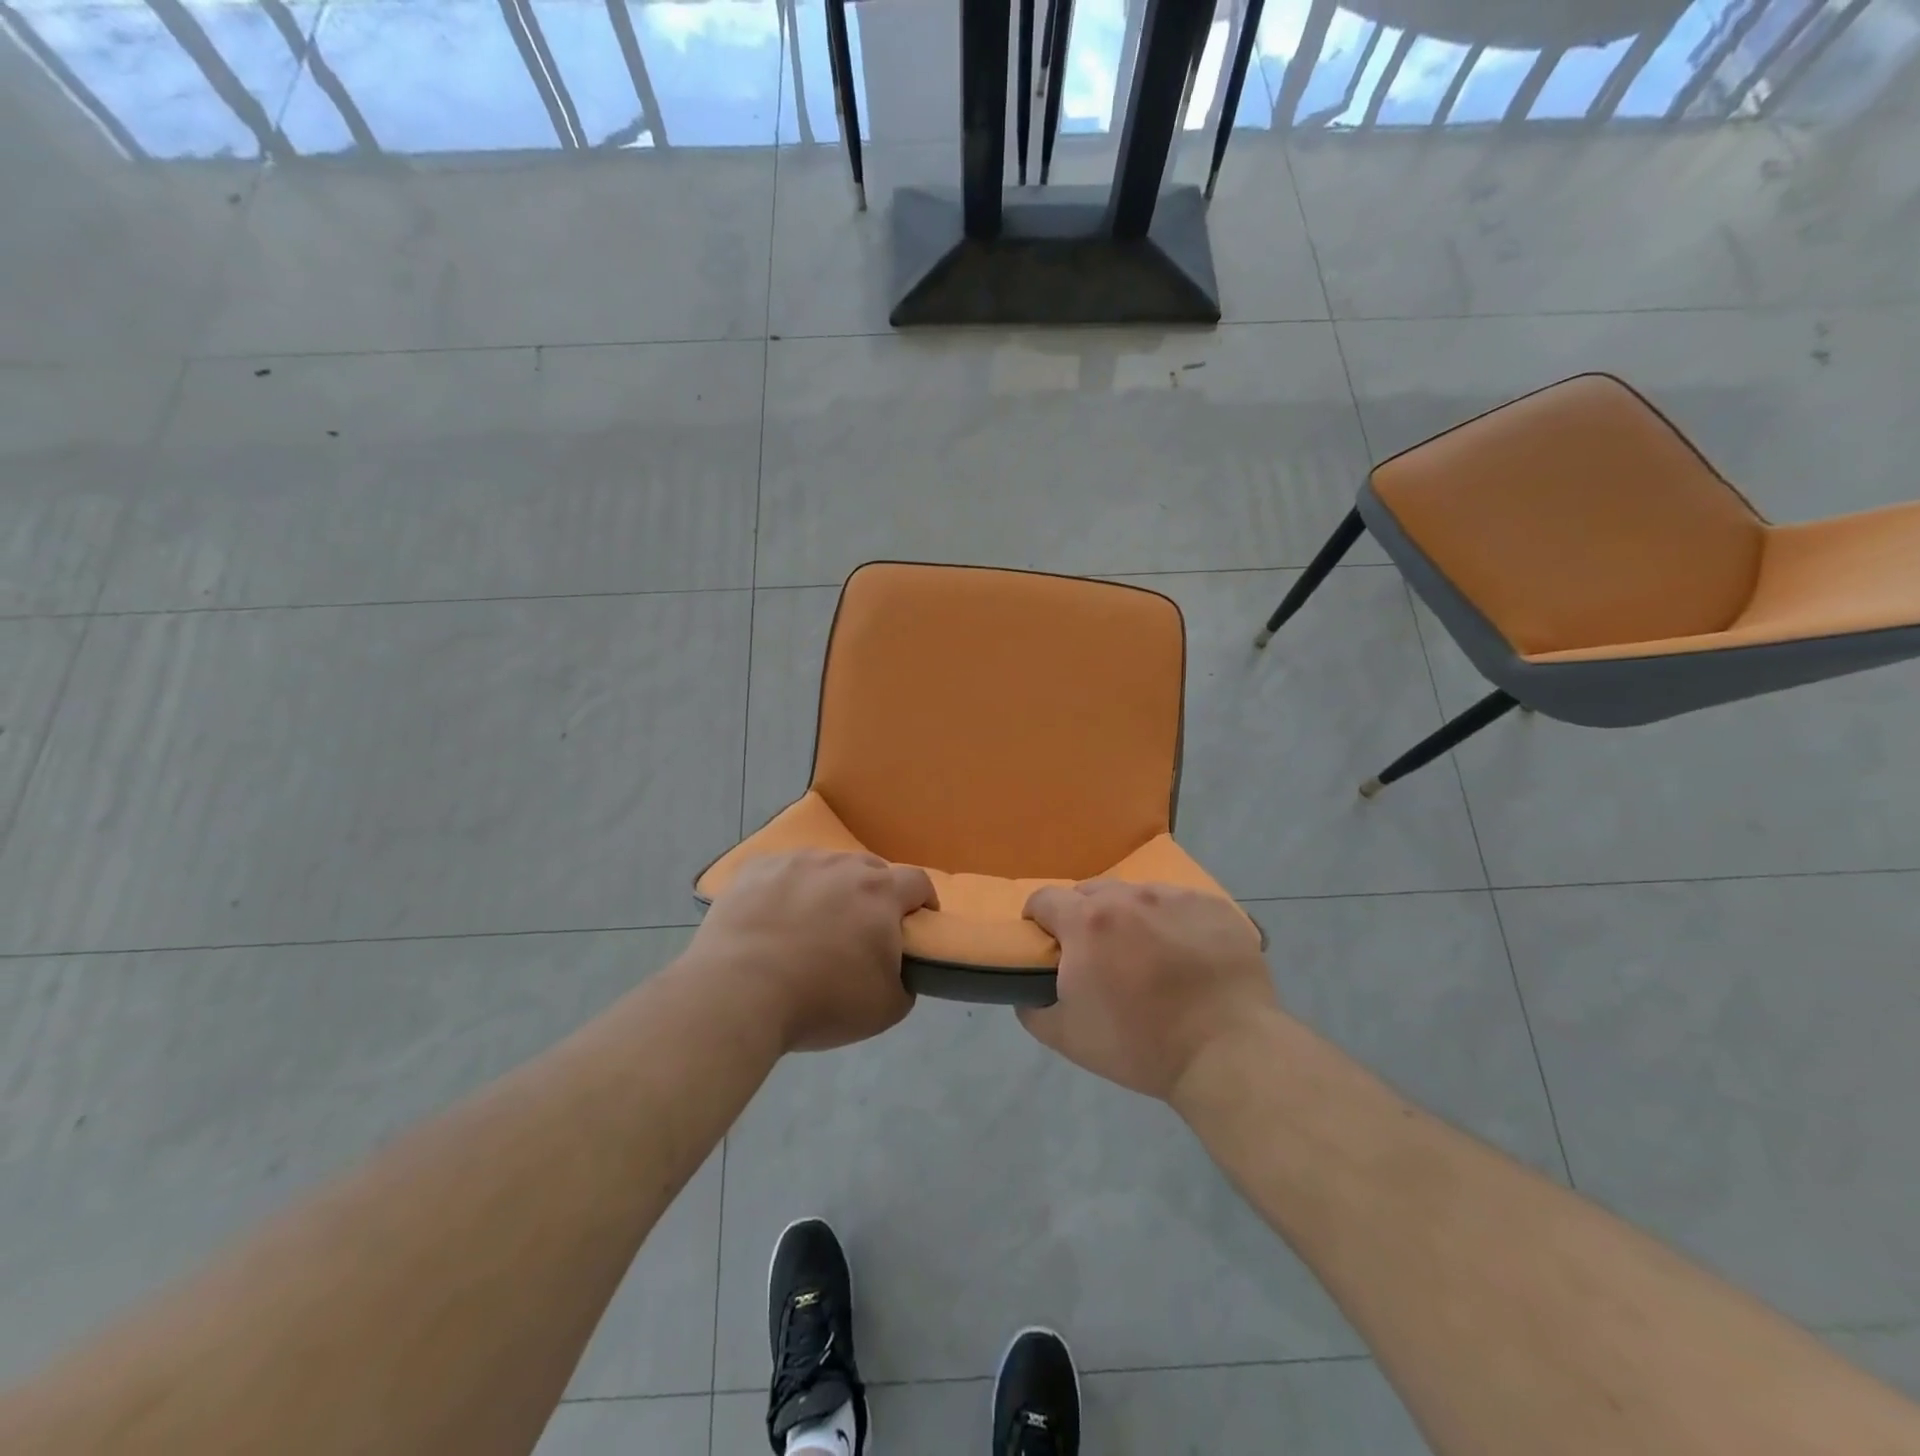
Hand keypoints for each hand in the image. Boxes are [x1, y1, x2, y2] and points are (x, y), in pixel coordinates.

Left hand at [691, 850, 937, 1052]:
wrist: (738, 992)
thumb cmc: (821, 1000)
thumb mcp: (886, 1008)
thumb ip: (906, 980)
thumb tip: (899, 966)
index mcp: (880, 893)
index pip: (918, 882)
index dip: (924, 901)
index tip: (918, 923)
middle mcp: (841, 865)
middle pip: (871, 870)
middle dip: (875, 894)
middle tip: (862, 929)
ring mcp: (796, 861)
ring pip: (825, 866)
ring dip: (829, 888)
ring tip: (813, 922)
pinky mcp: (756, 868)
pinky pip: (782, 871)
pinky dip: (787, 889)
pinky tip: (773, 917)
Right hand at [1020, 881, 1274, 1099]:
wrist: (1228, 1051)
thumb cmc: (1141, 1045)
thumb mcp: (1068, 1038)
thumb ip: (1033, 1009)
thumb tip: (1026, 993)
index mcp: (1087, 922)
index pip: (1044, 899)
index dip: (1039, 920)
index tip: (1047, 944)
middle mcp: (1128, 897)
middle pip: (1090, 892)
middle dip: (1084, 917)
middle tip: (1099, 955)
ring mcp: (1174, 897)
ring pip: (1136, 895)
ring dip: (1130, 917)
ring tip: (1147, 955)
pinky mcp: (1213, 905)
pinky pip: (1179, 903)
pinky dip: (1172, 922)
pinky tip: (1186, 955)